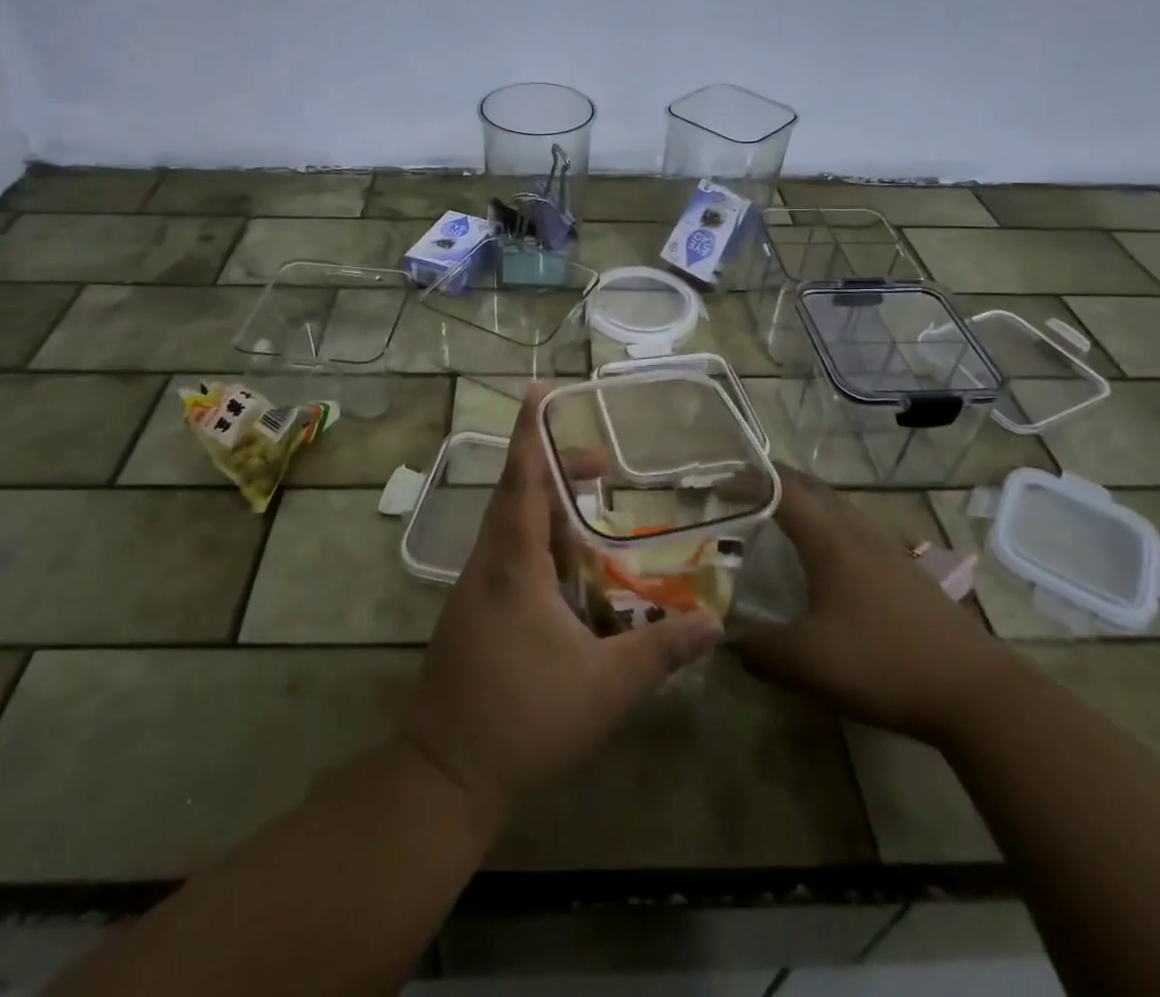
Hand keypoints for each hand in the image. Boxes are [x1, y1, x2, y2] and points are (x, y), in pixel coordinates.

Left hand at [400, 385, 723, 821]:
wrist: (444, 772)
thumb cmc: (523, 718)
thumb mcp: (604, 687)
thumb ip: (661, 652)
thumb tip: (715, 624)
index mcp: (512, 563)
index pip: (521, 477)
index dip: (531, 429)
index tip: (540, 387)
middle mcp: (488, 562)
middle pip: (517, 493)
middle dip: (556, 468)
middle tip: (602, 465)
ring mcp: (475, 587)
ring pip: (510, 526)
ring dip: (548, 508)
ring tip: (592, 511)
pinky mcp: (474, 611)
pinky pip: (508, 555)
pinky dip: (539, 542)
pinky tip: (569, 571)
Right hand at [733, 465, 1016, 743]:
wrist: (975, 692)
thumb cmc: (882, 662)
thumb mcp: (806, 662)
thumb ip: (758, 648)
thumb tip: (724, 637)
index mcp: (829, 539)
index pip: (781, 489)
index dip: (748, 479)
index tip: (718, 482)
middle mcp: (857, 531)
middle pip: (812, 487)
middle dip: (774, 481)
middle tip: (742, 491)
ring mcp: (886, 549)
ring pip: (838, 506)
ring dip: (805, 501)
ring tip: (778, 518)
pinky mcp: (905, 572)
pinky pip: (856, 529)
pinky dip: (829, 526)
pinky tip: (826, 560)